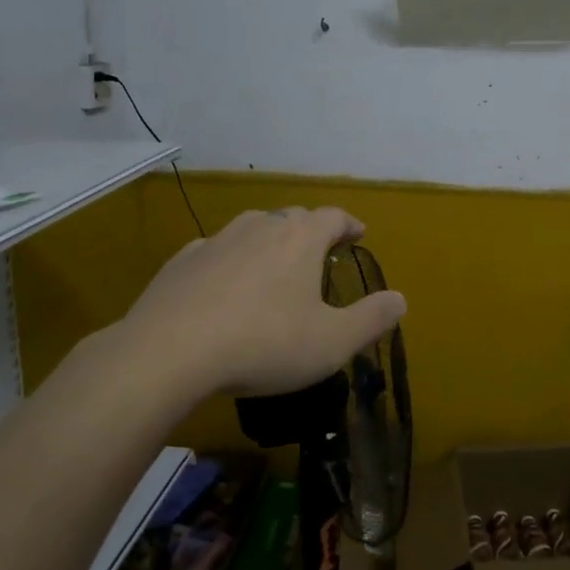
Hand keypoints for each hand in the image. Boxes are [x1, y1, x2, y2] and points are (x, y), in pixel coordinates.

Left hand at [104, 206, 406, 400]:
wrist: (168, 352)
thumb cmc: (264, 344)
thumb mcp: (332, 342)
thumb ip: (371, 319)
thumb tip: (400, 299)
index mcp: (301, 238)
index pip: (334, 217)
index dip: (349, 224)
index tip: (358, 234)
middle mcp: (261, 226)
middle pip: (293, 217)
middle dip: (312, 231)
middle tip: (321, 252)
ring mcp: (217, 239)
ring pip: (253, 228)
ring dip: (270, 241)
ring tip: (275, 266)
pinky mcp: (182, 260)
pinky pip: (216, 251)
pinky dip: (230, 260)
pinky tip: (226, 285)